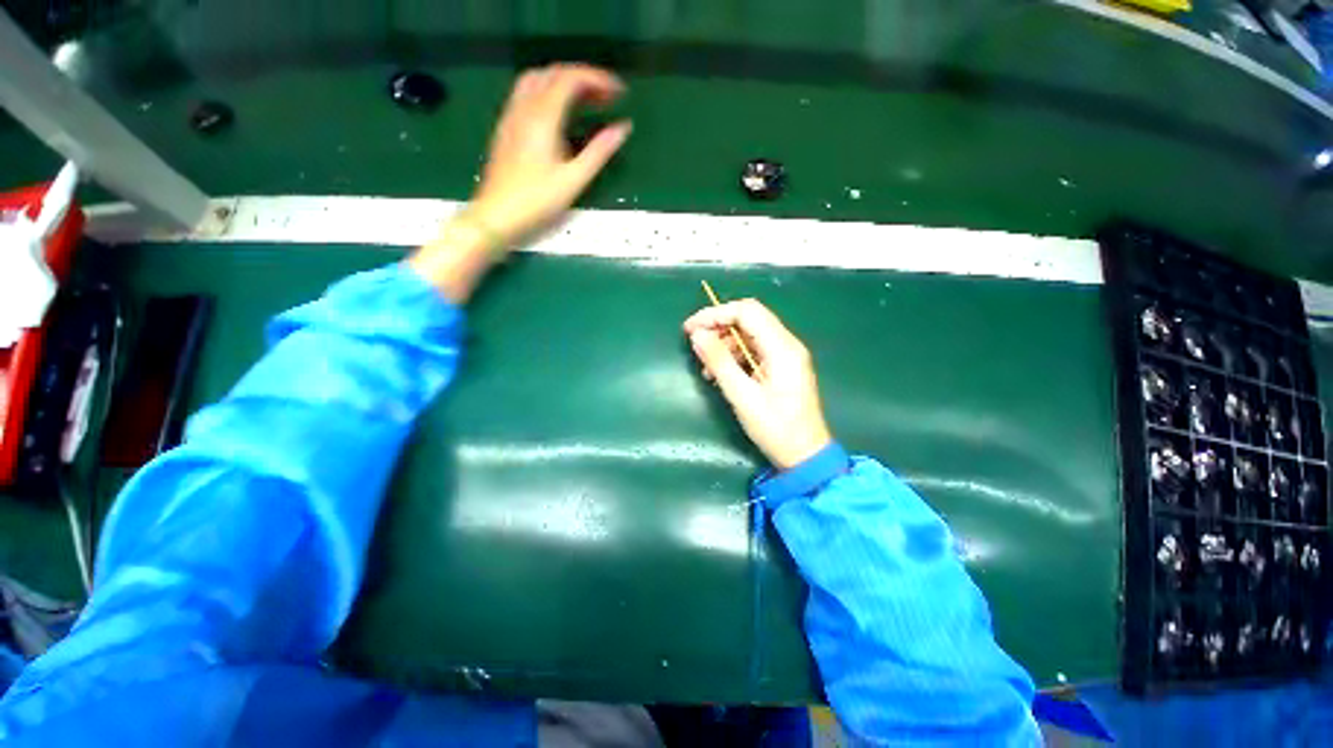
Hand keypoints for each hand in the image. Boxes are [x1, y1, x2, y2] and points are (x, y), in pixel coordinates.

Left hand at [410, 63, 630, 301]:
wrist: (497, 215)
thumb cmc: (537, 201)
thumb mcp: (574, 179)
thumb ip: (599, 151)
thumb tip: (623, 128)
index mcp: (543, 117)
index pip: (570, 79)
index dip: (597, 79)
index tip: (620, 92)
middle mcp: (524, 107)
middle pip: (553, 73)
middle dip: (583, 78)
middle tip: (607, 97)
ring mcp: (511, 116)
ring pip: (537, 80)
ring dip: (564, 82)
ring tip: (586, 101)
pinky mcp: (506, 127)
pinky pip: (527, 94)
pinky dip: (549, 92)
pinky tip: (560, 114)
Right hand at [684, 300, 832, 469]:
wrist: (805, 456)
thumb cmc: (775, 428)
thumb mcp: (742, 396)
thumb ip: (719, 362)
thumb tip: (697, 335)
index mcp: (782, 348)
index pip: (747, 311)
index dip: (715, 314)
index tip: (690, 328)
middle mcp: (787, 344)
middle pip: (749, 319)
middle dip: (719, 327)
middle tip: (695, 344)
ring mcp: (786, 355)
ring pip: (750, 334)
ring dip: (725, 344)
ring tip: (707, 368)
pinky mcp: (782, 367)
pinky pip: (754, 351)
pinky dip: (734, 357)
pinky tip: (721, 375)